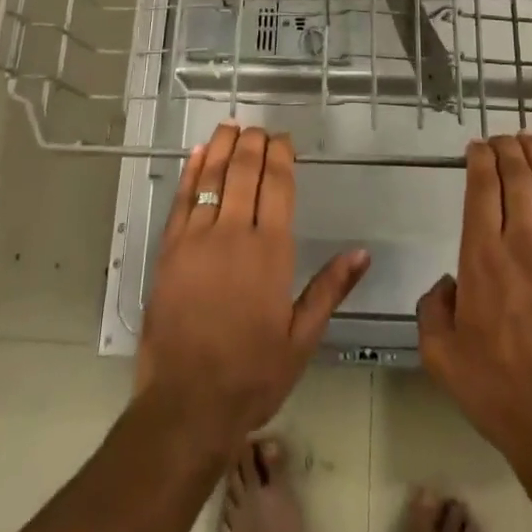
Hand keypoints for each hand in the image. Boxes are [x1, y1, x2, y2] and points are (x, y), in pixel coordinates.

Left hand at [135, 124, 369, 452]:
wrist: (186, 405)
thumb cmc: (252, 375)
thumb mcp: (301, 339)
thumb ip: (330, 289)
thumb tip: (362, 252)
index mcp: (270, 251)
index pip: (277, 184)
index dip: (281, 155)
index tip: (284, 140)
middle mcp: (233, 233)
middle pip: (244, 171)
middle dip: (253, 143)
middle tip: (259, 129)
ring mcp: (197, 239)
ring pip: (211, 176)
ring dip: (222, 146)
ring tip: (231, 126)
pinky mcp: (169, 250)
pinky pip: (181, 199)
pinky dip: (190, 171)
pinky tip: (197, 154)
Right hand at [417, 134, 531, 472]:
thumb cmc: (496, 389)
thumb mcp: (440, 355)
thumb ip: (432, 309)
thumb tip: (448, 285)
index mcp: (482, 258)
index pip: (482, 188)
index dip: (479, 159)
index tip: (476, 147)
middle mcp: (521, 244)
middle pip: (516, 178)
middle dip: (507, 149)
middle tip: (500, 137)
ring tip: (529, 138)